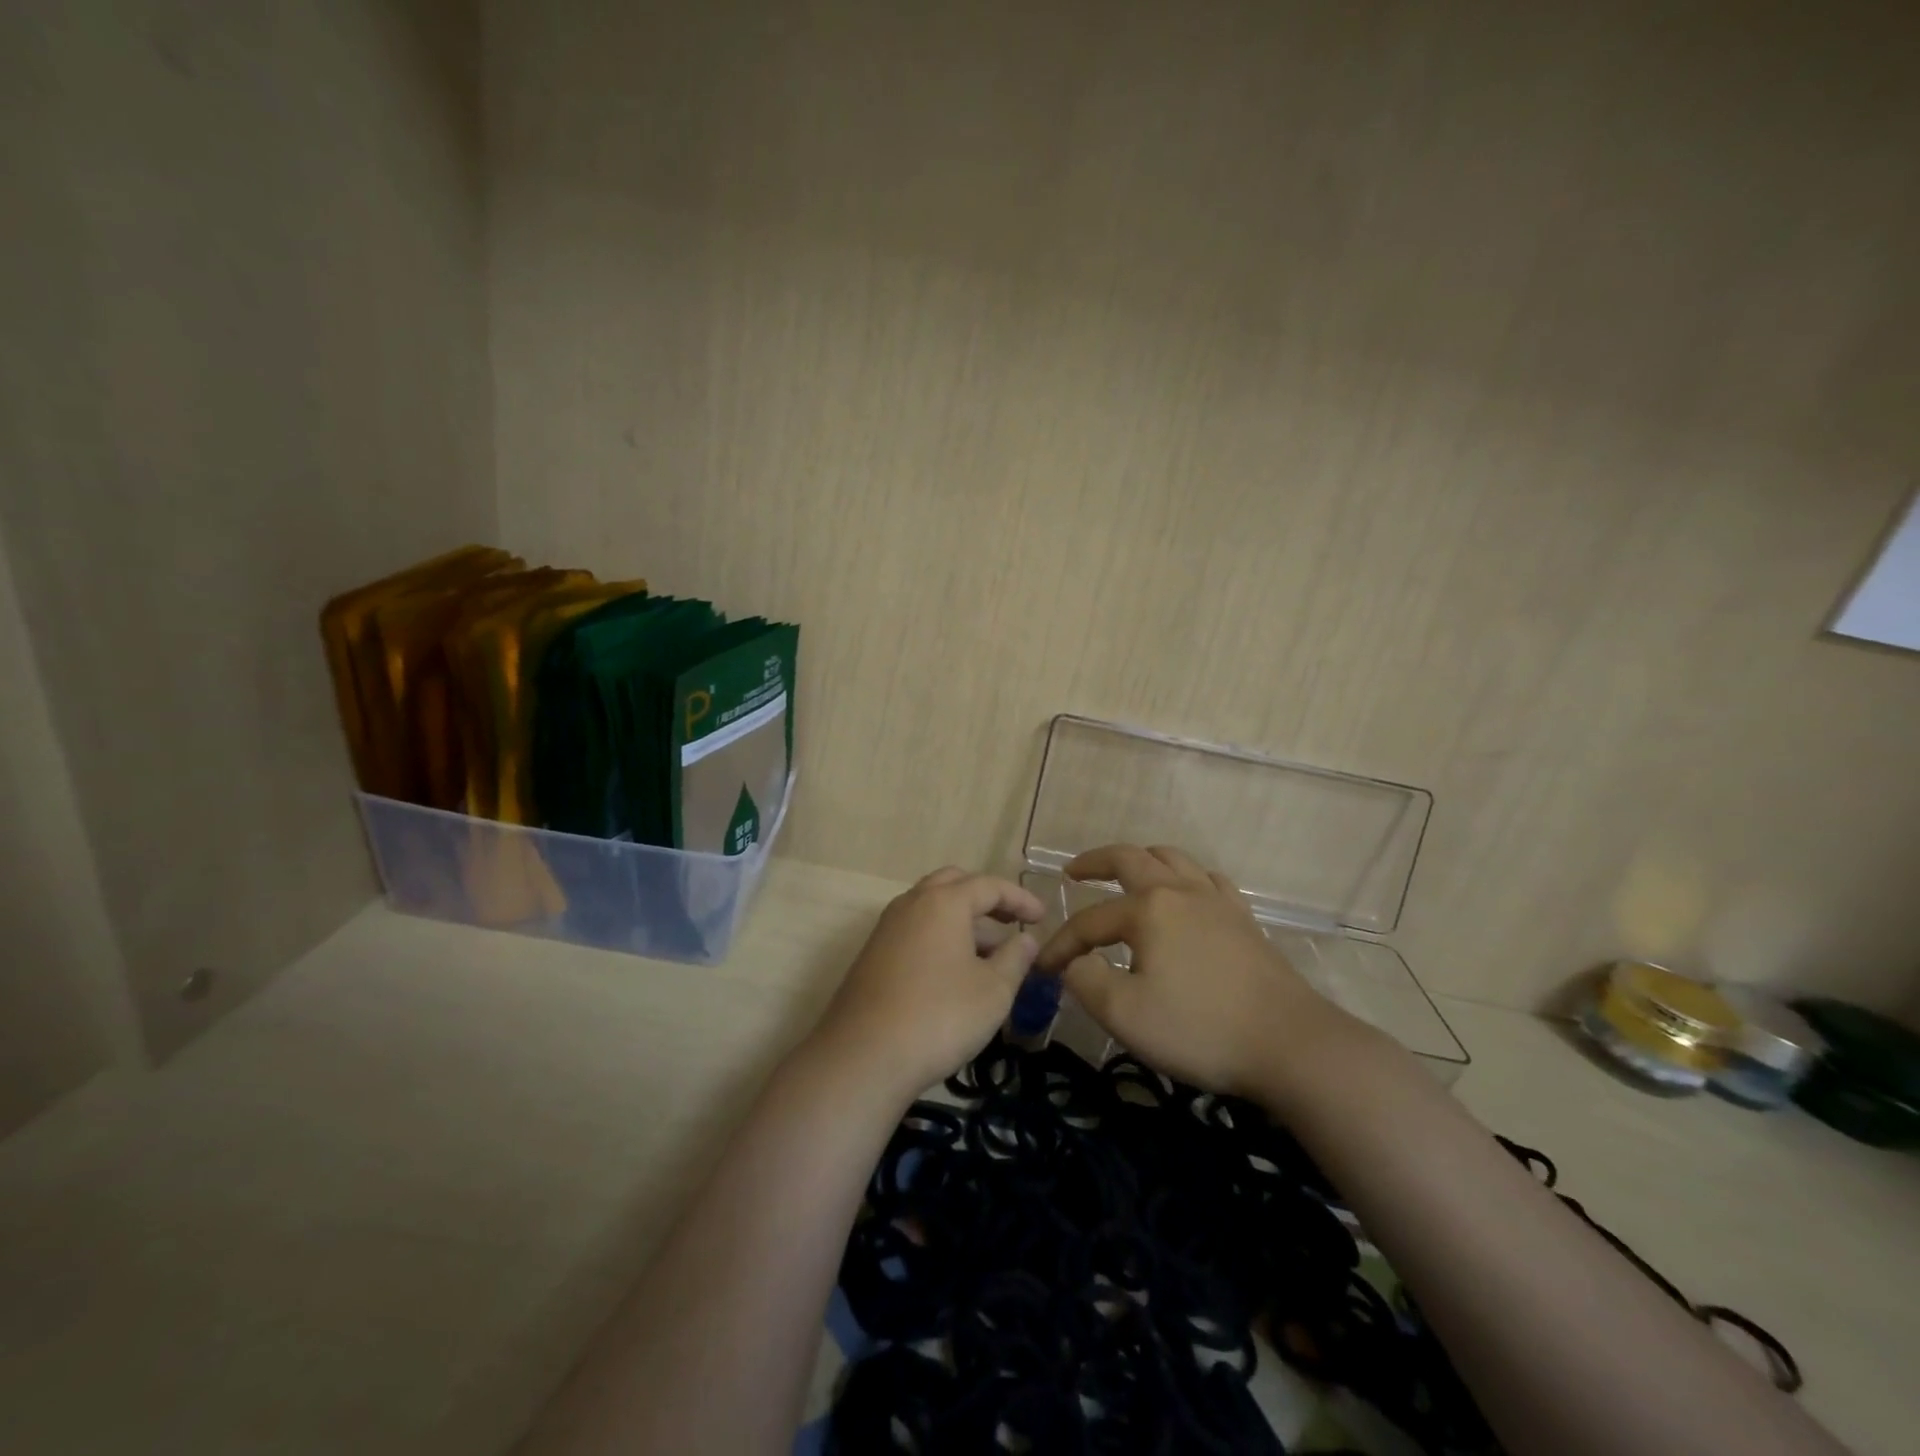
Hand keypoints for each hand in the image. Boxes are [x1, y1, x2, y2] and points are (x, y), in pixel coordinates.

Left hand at [813, 867, 1045, 1101]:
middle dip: (985, 899)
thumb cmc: (940, 1017)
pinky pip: (914, 930)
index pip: (989, 886)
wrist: (863, 1057)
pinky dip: (939, 937)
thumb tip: (1026, 939)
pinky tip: (954, 972)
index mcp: (943, 902)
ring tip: (989, 954)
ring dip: (961, 920)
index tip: (1042, 918)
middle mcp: (911, 904)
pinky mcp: (872, 955)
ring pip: (930, 907)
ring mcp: (886, 928)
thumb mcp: (993, 991)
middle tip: (1010, 922)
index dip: (1019, 899)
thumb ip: (1015, 959)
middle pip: (953, 884)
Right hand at [1034, 844, 1347, 1099]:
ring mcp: (1217, 901)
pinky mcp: (1244, 920)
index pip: (1089, 921)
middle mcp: (1180, 891)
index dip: (1062, 944)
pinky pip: (1210, 880)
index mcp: (1148, 909)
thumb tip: (1073, 963)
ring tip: (1126, 873)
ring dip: (1142, 860)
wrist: (1290, 1044)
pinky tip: (1187, 894)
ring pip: (1173, 859)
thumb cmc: (1201, 1028)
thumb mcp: (1125, 1014)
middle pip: (1130, 859)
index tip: (1043, 969)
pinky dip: (1187, 878)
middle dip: (1095, 862)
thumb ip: (1086, 981)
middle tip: (1074, 872)